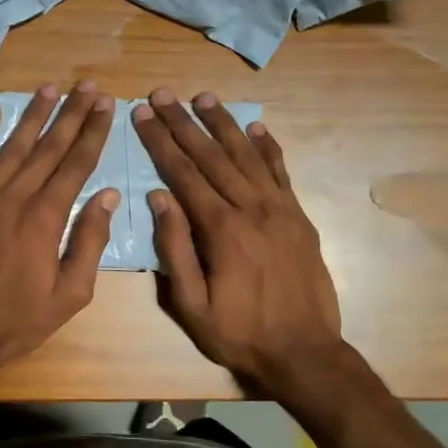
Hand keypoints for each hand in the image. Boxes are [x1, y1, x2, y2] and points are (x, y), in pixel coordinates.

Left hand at [0, 82, 118, 393]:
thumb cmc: (15, 323)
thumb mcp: (69, 295)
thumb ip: (89, 242)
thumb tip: (108, 196)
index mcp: (45, 219)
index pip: (76, 165)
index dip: (93, 132)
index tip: (107, 105)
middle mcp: (12, 198)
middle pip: (47, 147)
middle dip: (71, 114)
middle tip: (88, 86)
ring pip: (10, 147)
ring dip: (32, 115)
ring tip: (50, 88)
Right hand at [132, 89, 345, 397]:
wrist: (305, 353)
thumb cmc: (240, 333)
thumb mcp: (192, 305)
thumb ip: (175, 249)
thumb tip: (158, 198)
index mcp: (222, 230)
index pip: (184, 174)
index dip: (160, 142)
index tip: (142, 114)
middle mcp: (252, 209)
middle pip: (212, 156)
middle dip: (184, 123)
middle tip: (162, 94)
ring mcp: (281, 210)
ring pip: (247, 156)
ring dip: (224, 123)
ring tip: (203, 96)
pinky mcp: (299, 218)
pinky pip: (281, 173)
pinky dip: (268, 147)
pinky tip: (256, 127)